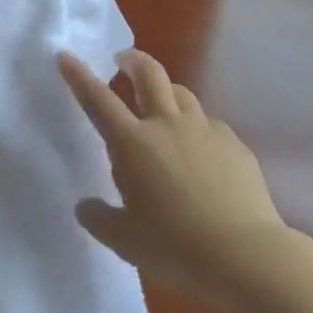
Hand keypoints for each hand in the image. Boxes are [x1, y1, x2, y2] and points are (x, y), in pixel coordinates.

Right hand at [59, 49, 290, 304]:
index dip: (79, 76)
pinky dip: (197, 128)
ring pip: (182, 94)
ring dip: (166, 91)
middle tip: (123, 60)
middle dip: (132, 60)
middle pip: (149, 74)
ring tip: (162, 105)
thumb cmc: (176, 248)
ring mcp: (204, 131)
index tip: (66, 56)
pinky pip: (210, 125)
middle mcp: (167, 125)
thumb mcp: (125, 241)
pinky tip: (201, 152)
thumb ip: (99, 218)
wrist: (246, 256)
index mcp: (133, 143)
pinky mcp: (234, 144)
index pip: (98, 99)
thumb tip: (85, 206)